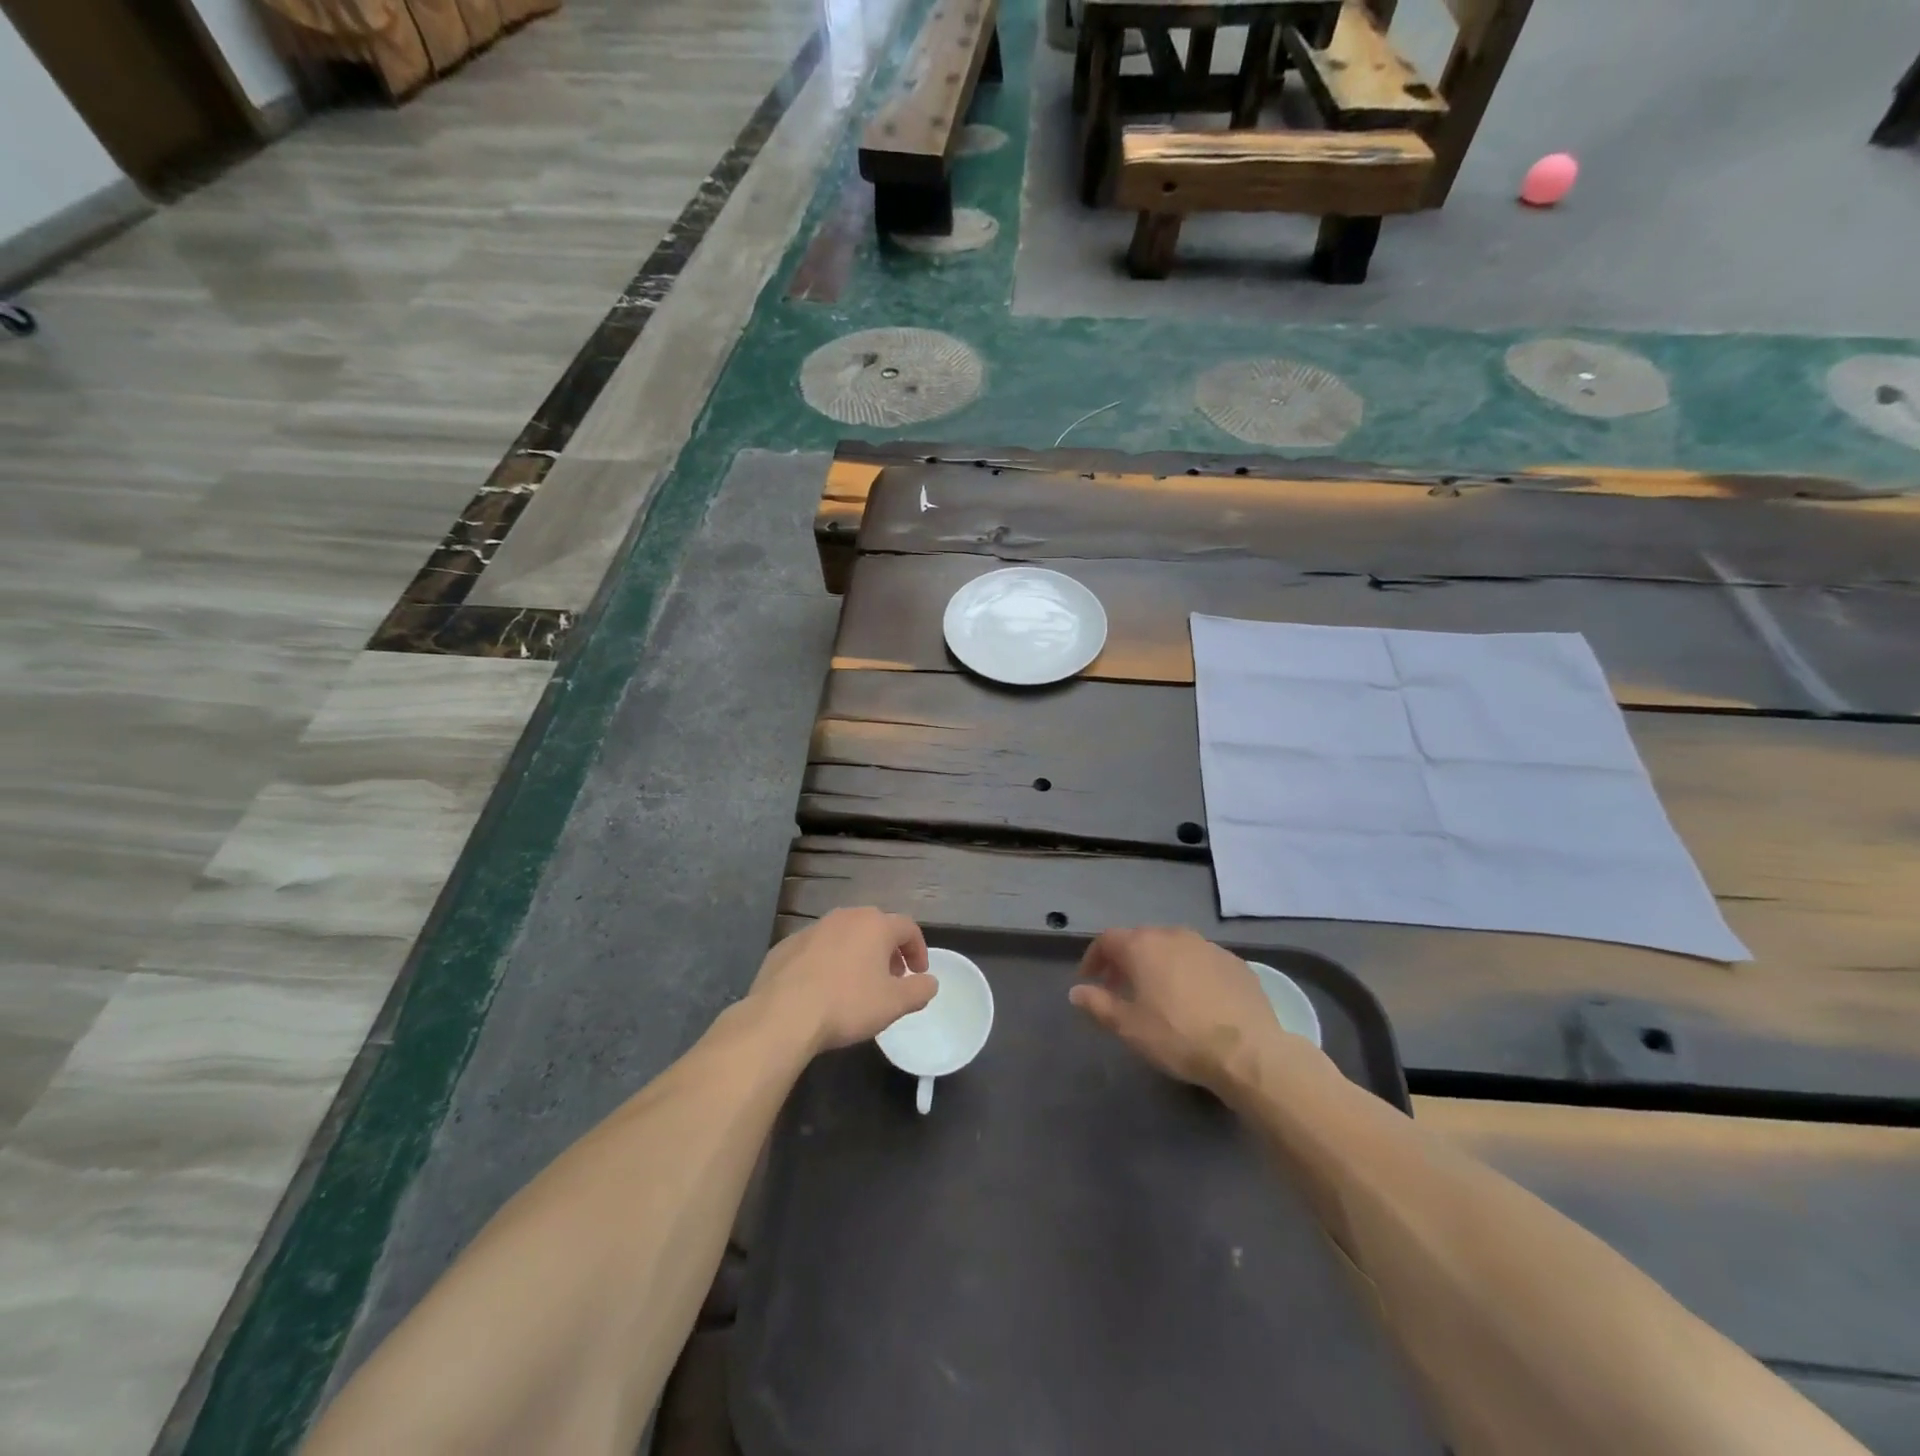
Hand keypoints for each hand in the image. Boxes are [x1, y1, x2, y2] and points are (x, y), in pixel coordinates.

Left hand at [749, 908, 935, 1054]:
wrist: (782, 1014)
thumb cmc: (847, 1004)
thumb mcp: (894, 1003)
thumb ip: (919, 990)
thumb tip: (930, 982)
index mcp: (875, 925)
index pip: (908, 928)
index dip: (918, 950)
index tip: (918, 974)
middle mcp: (845, 917)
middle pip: (876, 927)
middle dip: (888, 951)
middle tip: (890, 979)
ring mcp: (812, 929)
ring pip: (844, 936)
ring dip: (857, 955)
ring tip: (857, 985)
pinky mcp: (786, 945)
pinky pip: (817, 949)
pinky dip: (828, 962)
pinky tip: (823, 989)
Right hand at [1068, 927, 1287, 1095]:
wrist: (1248, 1051)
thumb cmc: (1178, 1036)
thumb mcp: (1129, 1027)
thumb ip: (1098, 1005)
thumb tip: (1076, 991)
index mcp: (1143, 946)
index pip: (1107, 939)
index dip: (1094, 957)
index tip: (1089, 979)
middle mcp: (1174, 936)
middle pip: (1140, 939)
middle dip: (1125, 960)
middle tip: (1119, 987)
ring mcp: (1208, 946)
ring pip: (1173, 947)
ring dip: (1158, 964)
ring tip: (1157, 993)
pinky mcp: (1235, 962)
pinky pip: (1201, 960)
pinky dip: (1188, 972)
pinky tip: (1194, 998)